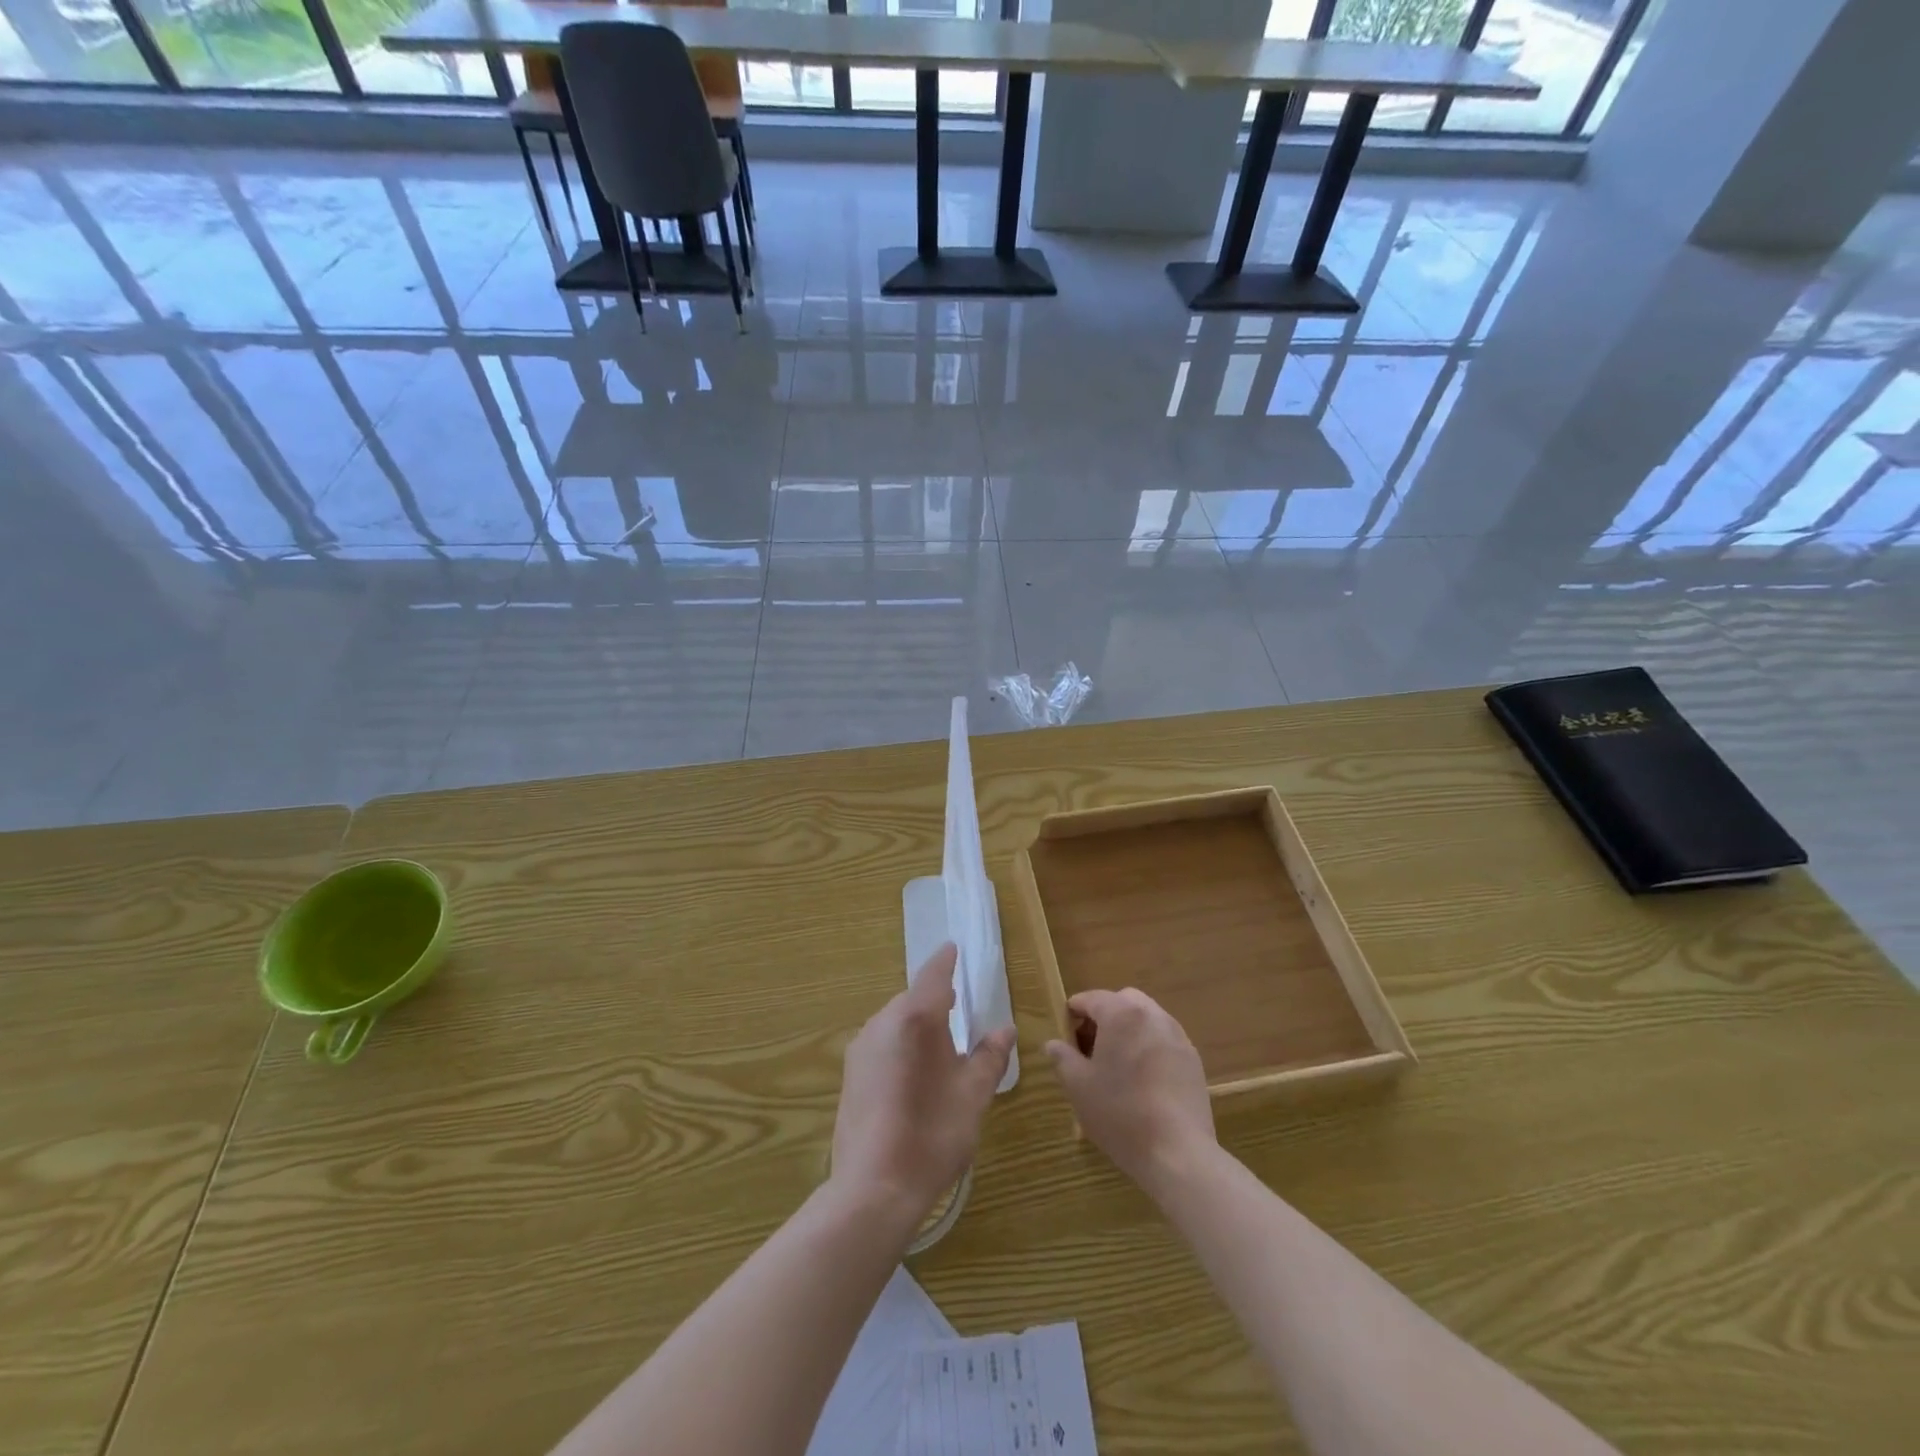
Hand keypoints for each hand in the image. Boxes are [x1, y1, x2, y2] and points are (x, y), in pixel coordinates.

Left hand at [831, 943, 1014, 1234]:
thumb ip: (990, 1056)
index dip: (945, 961)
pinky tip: (914, 1075)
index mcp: (916, 1017)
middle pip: (913, 999)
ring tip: (941, 1046)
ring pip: (895, 1022)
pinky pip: (882, 1044)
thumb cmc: (932, 1133)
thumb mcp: (974, 1094)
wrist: (873, 1189)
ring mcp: (861, 1049)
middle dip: (935, 1000)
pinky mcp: (850, 1075)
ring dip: (918, 1025)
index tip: (953, 948)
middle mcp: (883, 1022)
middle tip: (959, 1008)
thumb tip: (1004, 1029)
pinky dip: (901, 1046)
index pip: (933, 975)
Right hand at [1045, 988, 1215, 1194]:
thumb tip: (1053, 1044)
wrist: (1178, 1153)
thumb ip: (1063, 1058)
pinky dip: (1149, 1047)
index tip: (1065, 1038)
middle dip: (1104, 1016)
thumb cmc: (1120, 1113)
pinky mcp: (1193, 1059)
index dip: (1073, 1014)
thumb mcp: (1078, 1087)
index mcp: (1121, 1014)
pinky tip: (1143, 1080)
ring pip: (1146, 1018)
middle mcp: (1152, 1015)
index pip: (1091, 998)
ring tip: (1117, 1065)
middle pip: (1122, 1001)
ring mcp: (1177, 1036)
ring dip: (1128, 1030)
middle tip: (1090, 1048)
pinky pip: (1164, 1040)